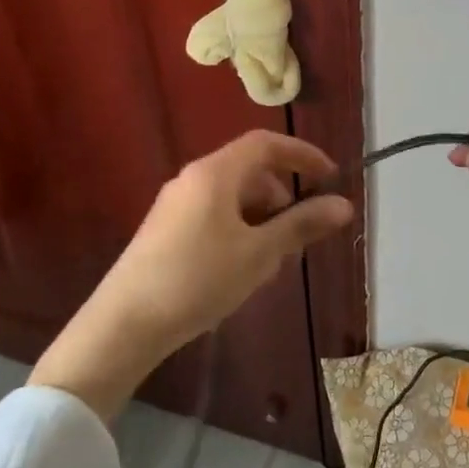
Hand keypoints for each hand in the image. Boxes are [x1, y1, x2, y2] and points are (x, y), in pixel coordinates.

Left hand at [31, 131, 353, 415]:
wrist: (124, 324)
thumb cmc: (198, 279)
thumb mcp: (259, 253)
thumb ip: (301, 225)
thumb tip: (344, 205)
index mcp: (216, 173)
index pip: (266, 143)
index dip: (302, 154)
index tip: (330, 177)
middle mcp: (193, 178)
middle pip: (249, 170)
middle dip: (282, 196)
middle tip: (298, 235)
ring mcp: (175, 204)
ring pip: (232, 196)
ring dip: (261, 218)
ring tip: (270, 261)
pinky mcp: (164, 229)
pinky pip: (213, 214)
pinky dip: (238, 229)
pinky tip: (240, 270)